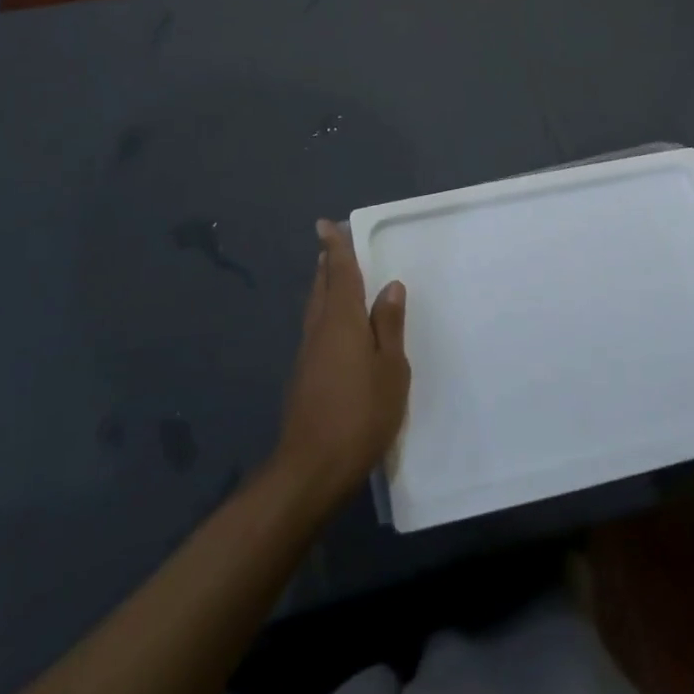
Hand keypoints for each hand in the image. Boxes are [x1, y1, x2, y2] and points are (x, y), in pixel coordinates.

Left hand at [272, 221, 410, 508]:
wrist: (310, 469)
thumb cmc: (360, 415)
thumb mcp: (390, 370)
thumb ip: (389, 326)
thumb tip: (390, 287)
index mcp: (342, 320)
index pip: (339, 273)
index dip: (335, 248)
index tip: (325, 224)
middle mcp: (319, 329)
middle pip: (321, 286)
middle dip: (326, 264)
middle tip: (331, 245)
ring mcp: (307, 354)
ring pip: (315, 307)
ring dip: (323, 286)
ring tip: (332, 275)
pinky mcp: (303, 376)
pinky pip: (315, 328)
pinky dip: (323, 312)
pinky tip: (334, 325)